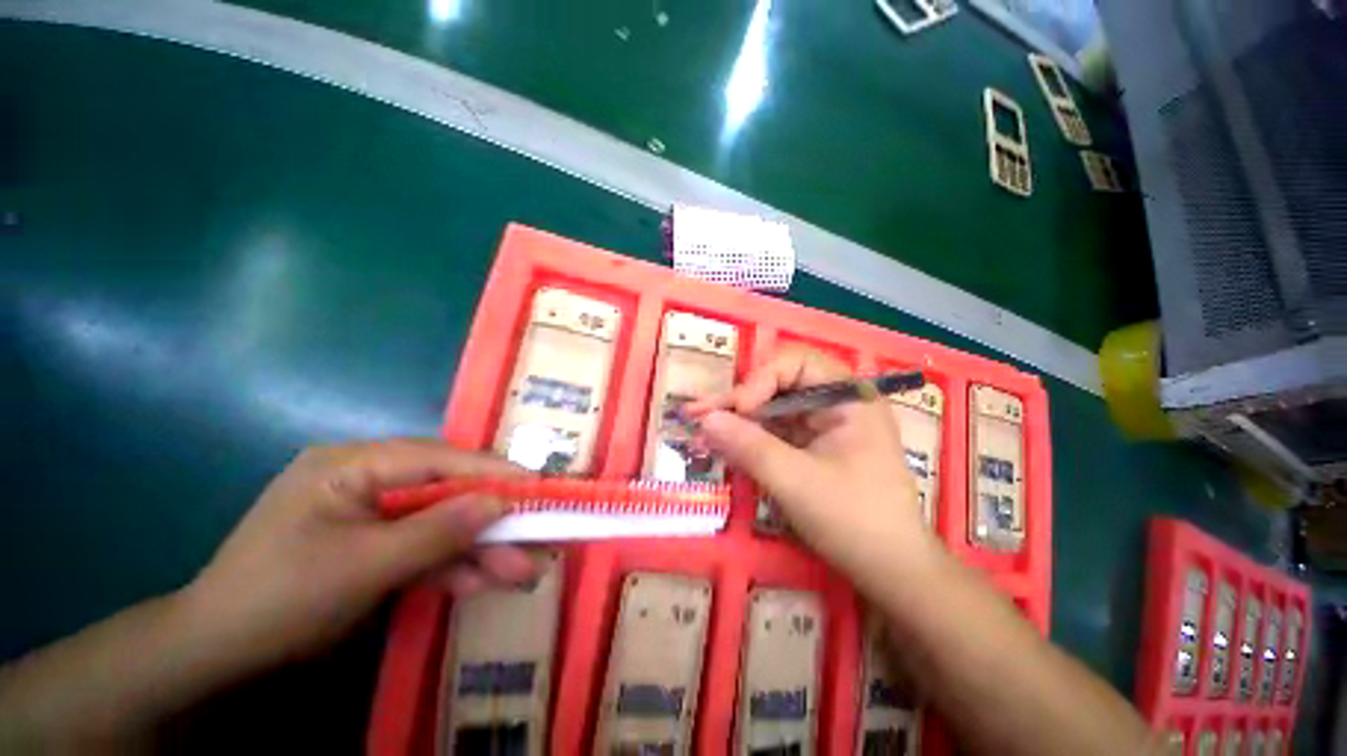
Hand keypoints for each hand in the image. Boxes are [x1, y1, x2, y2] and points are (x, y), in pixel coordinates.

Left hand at [180, 440, 537, 668]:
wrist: (219, 657)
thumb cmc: (281, 599)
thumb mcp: (364, 566)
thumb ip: (438, 530)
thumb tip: (501, 501)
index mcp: (354, 465)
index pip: (440, 459)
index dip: (493, 472)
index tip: (538, 486)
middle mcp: (369, 479)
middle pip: (448, 491)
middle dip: (491, 520)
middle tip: (536, 538)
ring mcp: (374, 513)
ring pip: (442, 523)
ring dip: (480, 549)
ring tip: (521, 572)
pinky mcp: (377, 543)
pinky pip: (425, 547)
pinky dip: (453, 566)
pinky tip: (482, 582)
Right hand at [689, 349, 938, 590]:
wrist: (891, 572)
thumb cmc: (854, 520)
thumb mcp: (797, 481)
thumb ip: (749, 447)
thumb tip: (704, 419)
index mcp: (848, 397)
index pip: (796, 364)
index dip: (761, 379)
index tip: (738, 410)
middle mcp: (836, 403)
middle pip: (779, 385)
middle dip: (739, 401)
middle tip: (700, 415)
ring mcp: (822, 426)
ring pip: (772, 409)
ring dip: (738, 419)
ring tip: (702, 429)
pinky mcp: (810, 448)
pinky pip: (774, 432)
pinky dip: (748, 438)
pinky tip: (723, 444)